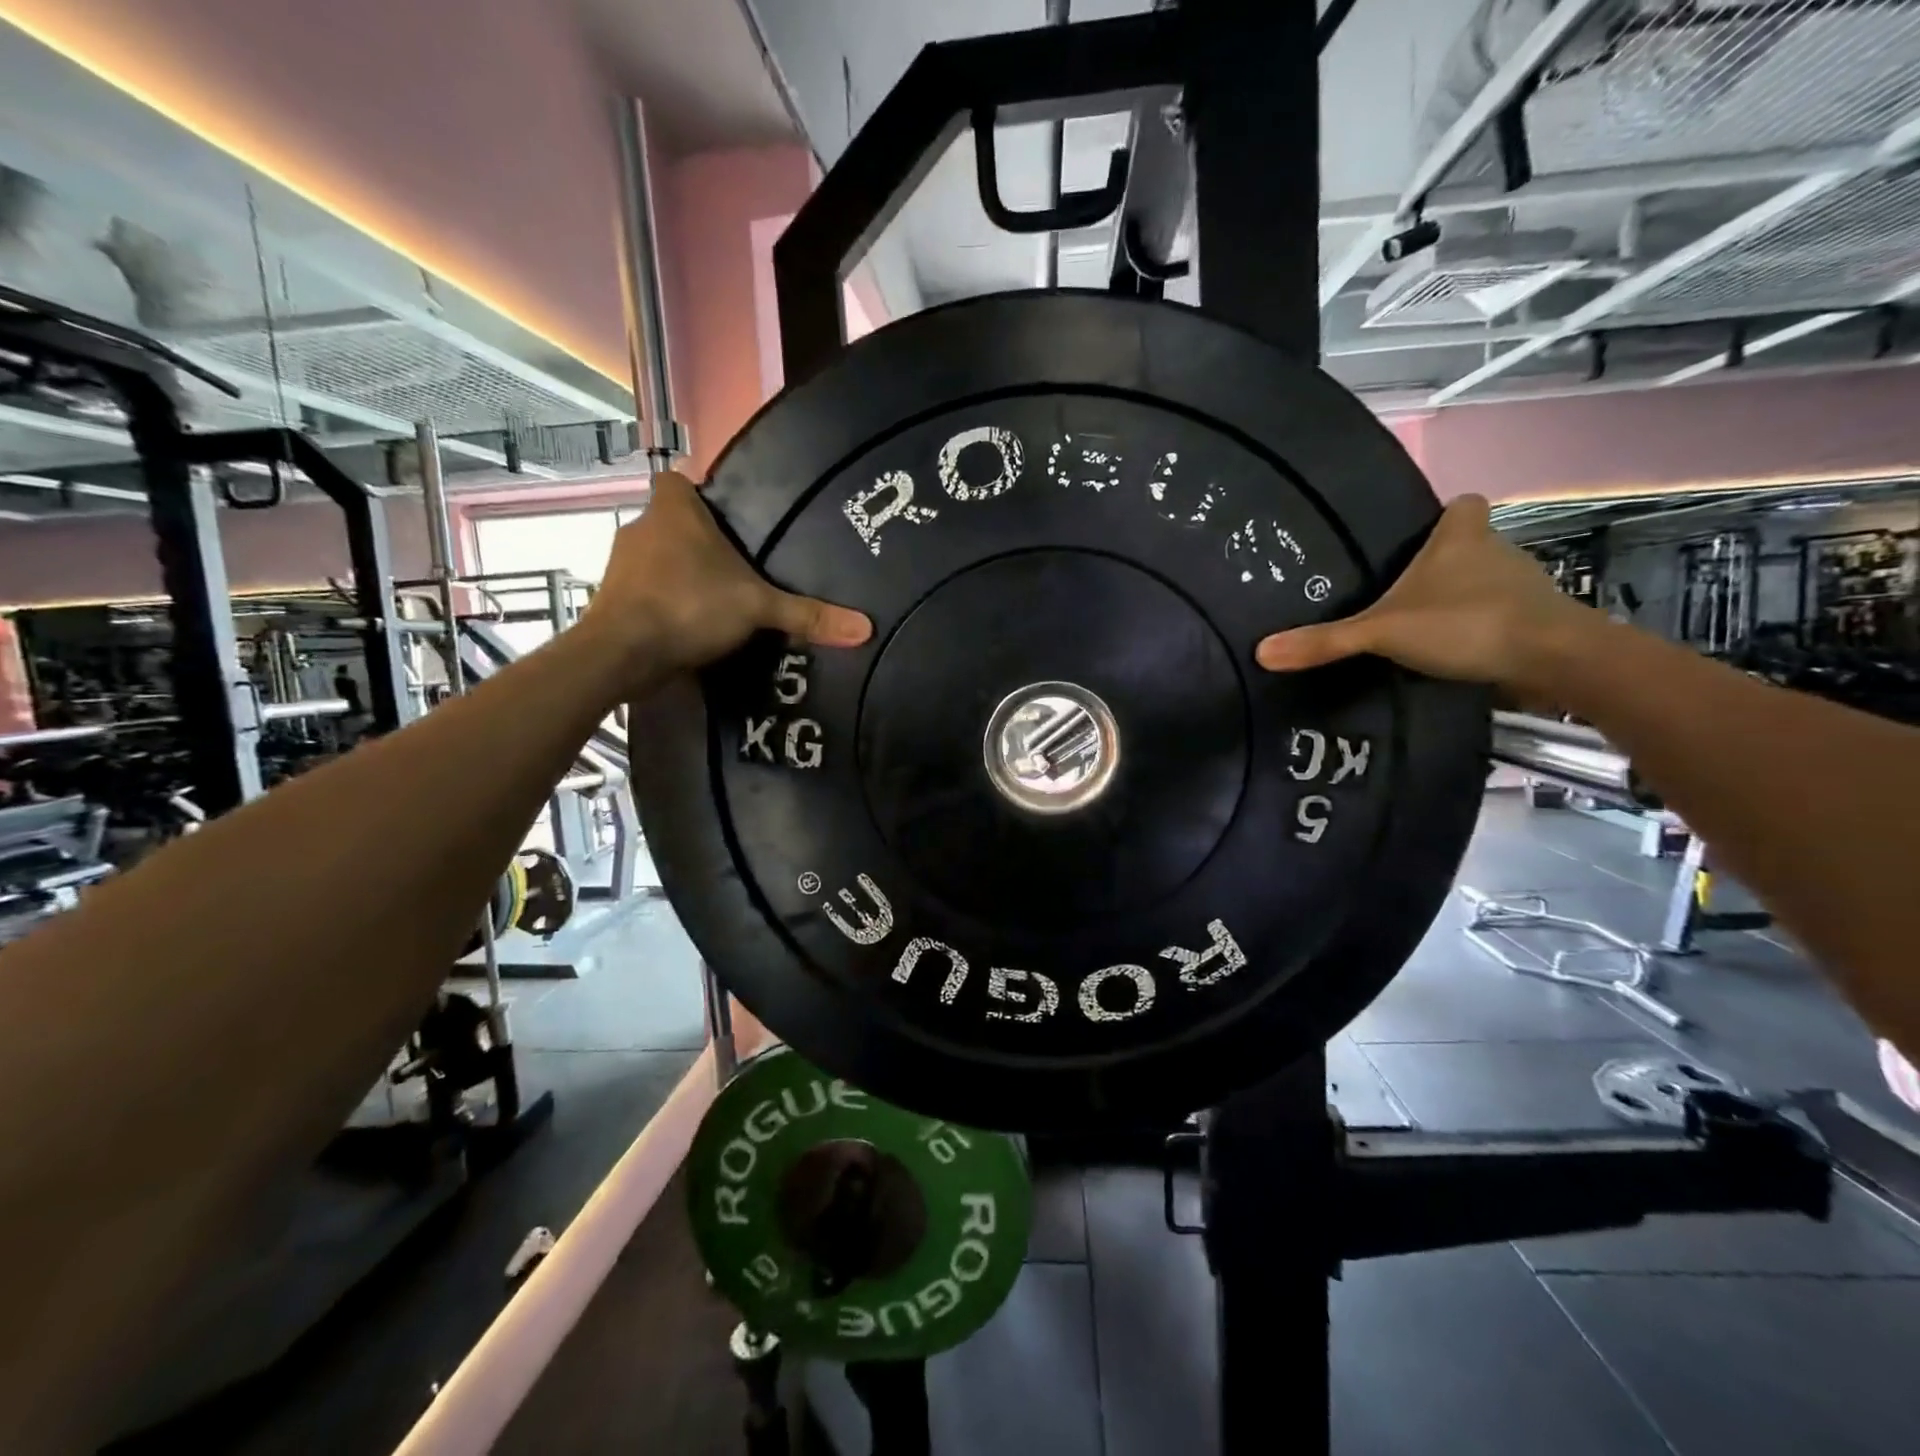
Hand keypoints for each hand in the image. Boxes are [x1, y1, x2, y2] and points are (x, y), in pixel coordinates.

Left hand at [582, 471, 870, 677]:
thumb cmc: (689, 606)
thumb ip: (807, 615)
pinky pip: (646, 592)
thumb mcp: (757, 608)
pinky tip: (692, 628)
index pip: (677, 480)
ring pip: (658, 559)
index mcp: (673, 510)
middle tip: (738, 569)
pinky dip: (665, 605)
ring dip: (682, 576)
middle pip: (673, 523)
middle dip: (699, 543)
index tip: (727, 522)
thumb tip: (865, 628)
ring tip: (719, 602)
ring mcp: (621, 565)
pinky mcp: (613, 600)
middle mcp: (641, 527)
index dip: (699, 496)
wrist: (621, 654)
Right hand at [1254, 495, 1587, 694]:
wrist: (1553, 660)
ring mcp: (1521, 587)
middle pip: (1469, 545)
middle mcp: (1496, 551)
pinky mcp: (1536, 621)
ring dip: (1460, 598)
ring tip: (1418, 626)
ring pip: (1485, 581)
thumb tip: (1260, 651)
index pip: (1462, 505)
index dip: (1443, 516)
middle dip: (1441, 564)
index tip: (1417, 536)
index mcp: (1462, 537)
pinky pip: (1499, 615)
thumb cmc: (1467, 622)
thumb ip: (1326, 641)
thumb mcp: (1383, 632)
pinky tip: (1450, 653)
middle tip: (1399, 589)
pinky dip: (1478, 629)